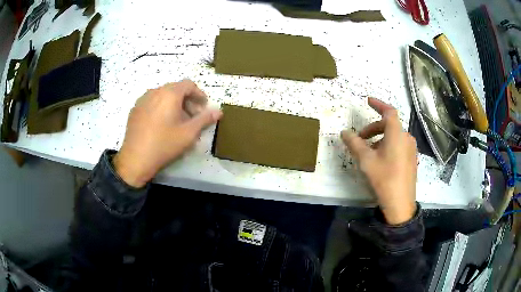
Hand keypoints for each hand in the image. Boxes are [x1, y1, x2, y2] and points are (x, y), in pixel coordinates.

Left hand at [114, 80, 221, 187]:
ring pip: (163, 95)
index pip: (188, 84)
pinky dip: (161, 107)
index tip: (204, 106)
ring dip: (174, 103)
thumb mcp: (189, 133)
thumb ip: (205, 119)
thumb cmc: (164, 144)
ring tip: (177, 121)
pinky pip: (152, 102)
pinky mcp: (135, 109)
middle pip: (175, 89)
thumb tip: (219, 111)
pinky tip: (161, 124)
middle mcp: (155, 91)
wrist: (135, 159)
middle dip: (187, 100)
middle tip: (193, 116)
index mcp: (169, 93)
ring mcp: (142, 100)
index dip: (199, 94)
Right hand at [341, 97, 417, 224]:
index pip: (389, 111)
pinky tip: (380, 160)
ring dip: (380, 138)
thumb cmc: (384, 178)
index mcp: (397, 134)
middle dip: (373, 128)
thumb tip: (344, 132)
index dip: (378, 104)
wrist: (400, 203)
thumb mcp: (366, 160)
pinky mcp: (412, 159)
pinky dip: (387, 145)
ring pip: (394, 136)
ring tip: (368, 152)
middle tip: (360, 138)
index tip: (368, 101)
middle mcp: (406, 137)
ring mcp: (411, 149)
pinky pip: (399, 145)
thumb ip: (354, 143)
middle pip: (389, 125)